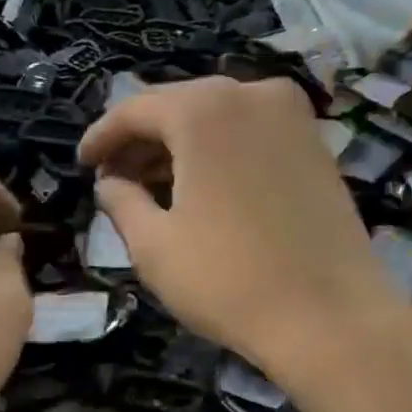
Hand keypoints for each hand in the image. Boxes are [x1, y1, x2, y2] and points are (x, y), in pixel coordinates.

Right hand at [78, 77, 399, 374]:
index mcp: (205, 111)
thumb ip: (120, 202)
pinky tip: (198, 188)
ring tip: (149, 187)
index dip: (101, 137)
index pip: (135, 109)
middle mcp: (252, 94)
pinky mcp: (316, 145)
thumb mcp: (153, 245)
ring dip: (177, 147)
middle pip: (178, 106)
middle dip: (139, 140)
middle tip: (112, 177)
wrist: (330, 317)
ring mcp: (293, 117)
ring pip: (216, 118)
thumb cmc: (226, 279)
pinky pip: (248, 133)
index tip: (81, 163)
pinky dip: (216, 152)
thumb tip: (109, 183)